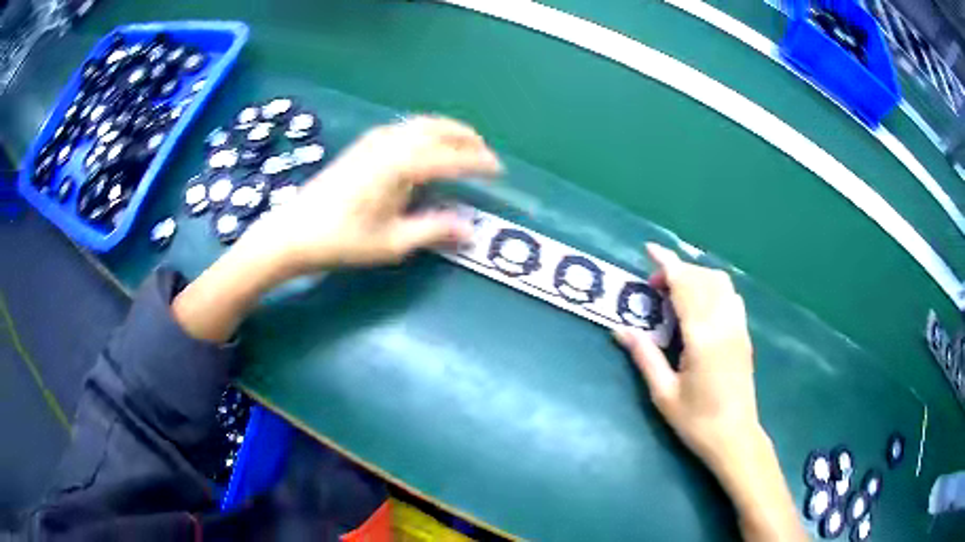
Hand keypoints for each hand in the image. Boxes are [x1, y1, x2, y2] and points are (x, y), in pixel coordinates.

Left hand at [172, 116, 501, 343]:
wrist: (292, 233)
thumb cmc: (342, 241)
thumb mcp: (392, 243)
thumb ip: (434, 230)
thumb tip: (470, 229)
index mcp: (401, 166)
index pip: (451, 158)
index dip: (478, 162)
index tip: (498, 170)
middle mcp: (390, 144)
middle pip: (437, 129)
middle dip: (466, 137)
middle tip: (484, 152)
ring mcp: (373, 141)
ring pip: (419, 124)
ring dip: (445, 129)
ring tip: (461, 144)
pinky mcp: (361, 146)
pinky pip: (403, 128)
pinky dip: (423, 130)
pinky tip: (424, 145)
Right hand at [614, 243, 758, 473]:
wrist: (735, 438)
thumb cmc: (696, 421)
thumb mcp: (663, 394)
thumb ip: (644, 356)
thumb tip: (620, 329)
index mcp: (702, 337)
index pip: (685, 285)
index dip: (667, 263)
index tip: (649, 249)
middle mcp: (724, 324)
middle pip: (703, 278)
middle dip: (678, 271)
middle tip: (655, 288)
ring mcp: (738, 328)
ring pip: (721, 282)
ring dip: (697, 277)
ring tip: (677, 294)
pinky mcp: (744, 335)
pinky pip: (731, 296)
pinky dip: (713, 288)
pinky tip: (701, 307)